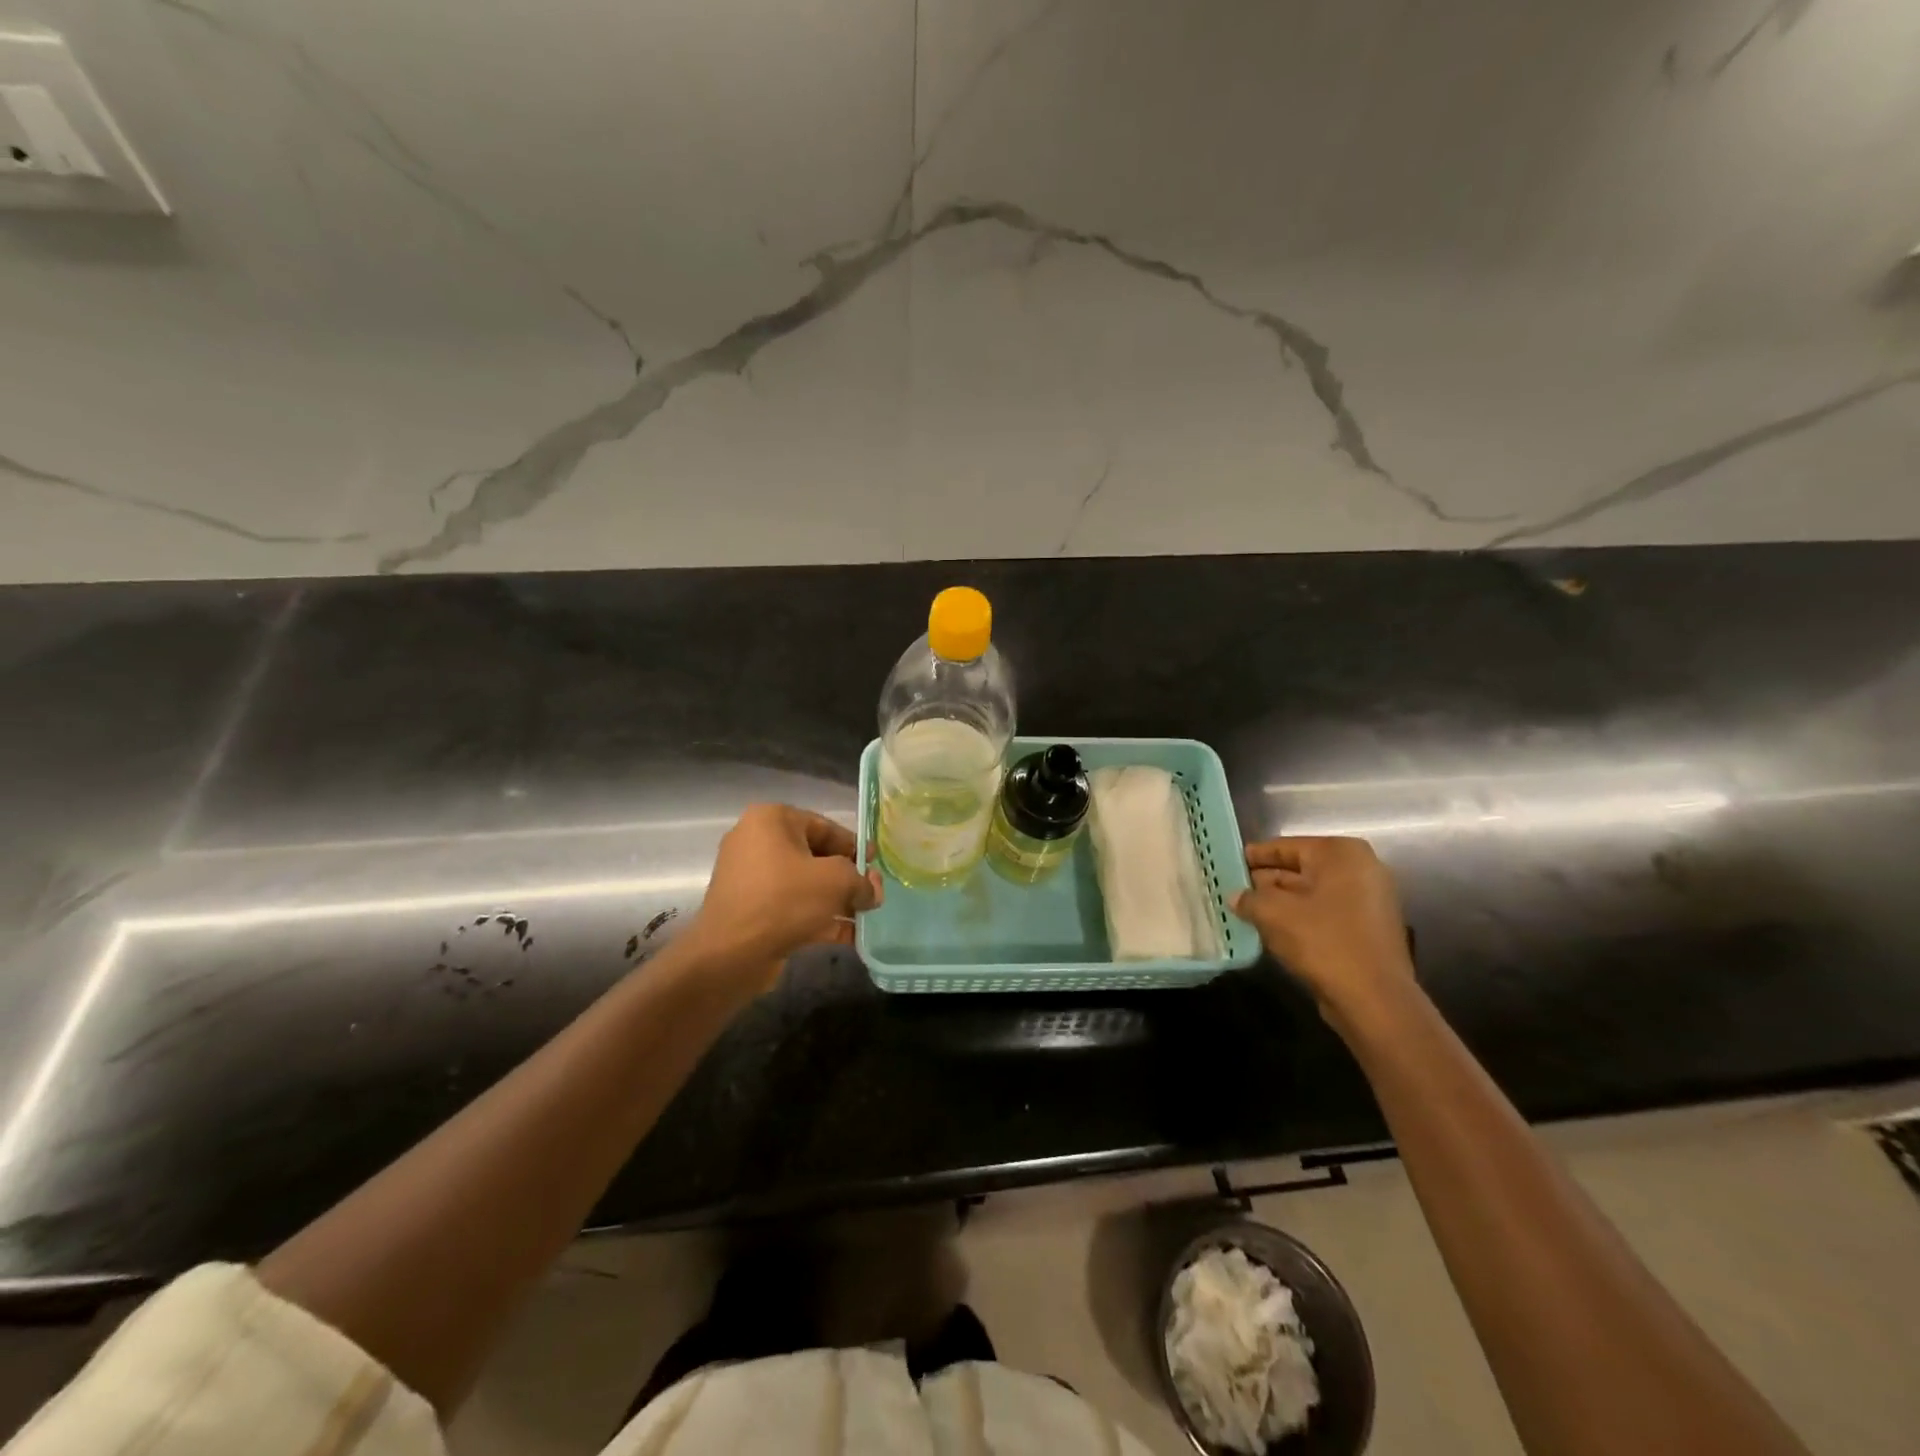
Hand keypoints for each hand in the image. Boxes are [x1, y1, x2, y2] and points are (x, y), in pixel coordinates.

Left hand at [684, 803, 880, 992]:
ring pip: (804, 884)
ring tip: (864, 917)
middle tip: (872, 894)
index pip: (825, 826)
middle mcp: (756, 841)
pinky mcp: (750, 909)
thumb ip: (862, 881)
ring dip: (836, 900)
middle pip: (815, 856)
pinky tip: (848, 936)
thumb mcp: (836, 881)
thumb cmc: (785, 900)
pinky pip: (791, 906)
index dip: (856, 846)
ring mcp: (750, 878)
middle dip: (847, 877)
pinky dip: (817, 917)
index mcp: (772, 820)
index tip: (877, 865)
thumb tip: (872, 891)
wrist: (731, 954)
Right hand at [1230, 836, 1413, 1022]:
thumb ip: (1249, 898)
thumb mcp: (1273, 914)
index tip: (1229, 862)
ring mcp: (1369, 900)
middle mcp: (1360, 869)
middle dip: (1266, 880)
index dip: (1254, 856)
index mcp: (1340, 853)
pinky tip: (1273, 930)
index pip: (1285, 846)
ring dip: (1281, 902)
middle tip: (1233, 889)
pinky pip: (1325, 914)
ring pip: (1311, 893)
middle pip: (1300, 868)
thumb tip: (1236, 896)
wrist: (1374, 999)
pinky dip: (1300, 918)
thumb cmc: (1323, 942)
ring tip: (1246, 910)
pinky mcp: (1369, 929)